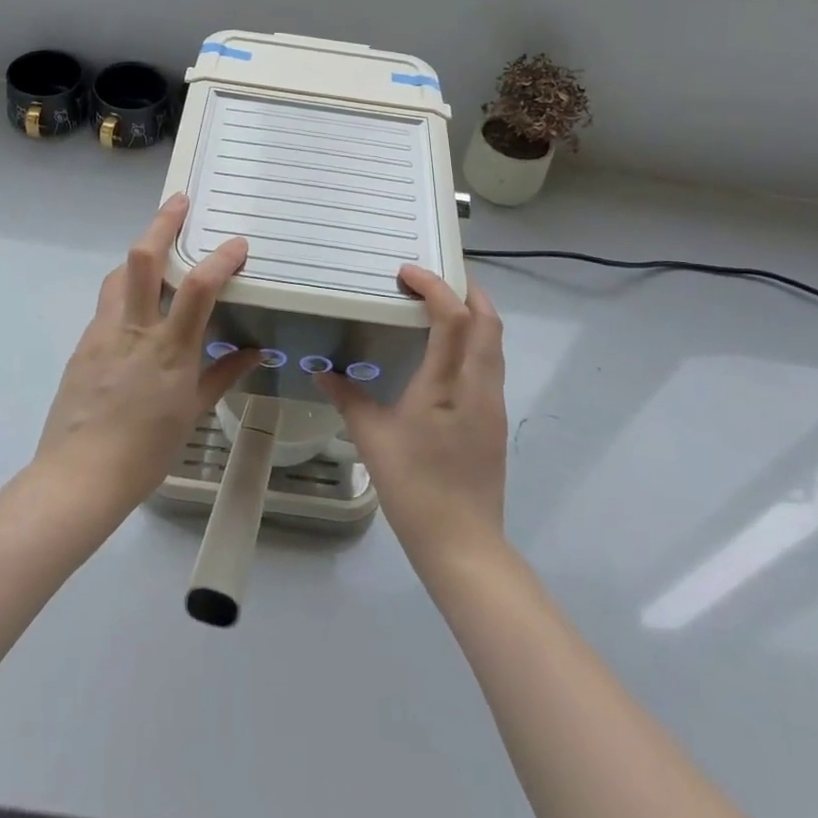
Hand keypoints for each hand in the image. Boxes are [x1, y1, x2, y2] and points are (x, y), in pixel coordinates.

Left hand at [34, 194, 256, 516]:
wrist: (78, 477)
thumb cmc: (145, 451)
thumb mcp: (192, 412)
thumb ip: (223, 373)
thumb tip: (253, 351)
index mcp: (169, 349)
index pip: (199, 287)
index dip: (221, 258)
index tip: (238, 244)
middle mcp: (134, 329)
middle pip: (143, 259)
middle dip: (162, 223)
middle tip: (179, 202)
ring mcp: (103, 333)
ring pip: (118, 275)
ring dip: (139, 254)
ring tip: (157, 249)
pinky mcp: (83, 343)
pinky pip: (107, 304)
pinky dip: (125, 291)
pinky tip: (135, 307)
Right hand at [316, 266, 506, 565]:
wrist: (463, 544)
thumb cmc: (414, 488)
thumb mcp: (373, 439)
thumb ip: (348, 397)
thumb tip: (322, 370)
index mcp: (448, 385)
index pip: (454, 318)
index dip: (435, 287)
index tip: (407, 272)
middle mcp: (479, 386)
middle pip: (488, 321)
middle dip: (467, 290)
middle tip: (435, 278)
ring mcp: (493, 404)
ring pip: (495, 343)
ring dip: (475, 315)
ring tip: (442, 307)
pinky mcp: (495, 421)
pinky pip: (490, 365)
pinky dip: (476, 342)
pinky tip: (448, 354)